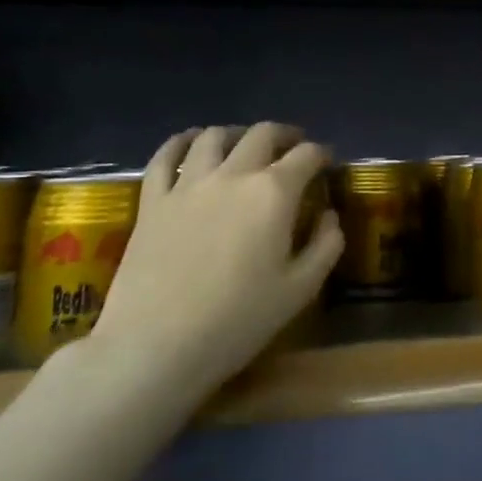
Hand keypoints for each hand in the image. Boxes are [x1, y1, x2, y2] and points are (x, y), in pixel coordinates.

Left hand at [84, 124, 342, 407]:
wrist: (154, 347)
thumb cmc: (236, 321)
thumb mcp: (300, 290)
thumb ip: (325, 245)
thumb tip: (329, 216)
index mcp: (274, 193)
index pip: (306, 155)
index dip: (321, 154)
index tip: (326, 163)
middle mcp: (234, 175)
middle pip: (263, 134)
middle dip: (284, 135)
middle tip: (292, 147)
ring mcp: (188, 184)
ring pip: (213, 136)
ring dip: (235, 133)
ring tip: (242, 143)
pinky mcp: (152, 201)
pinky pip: (163, 157)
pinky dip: (180, 142)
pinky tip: (188, 143)